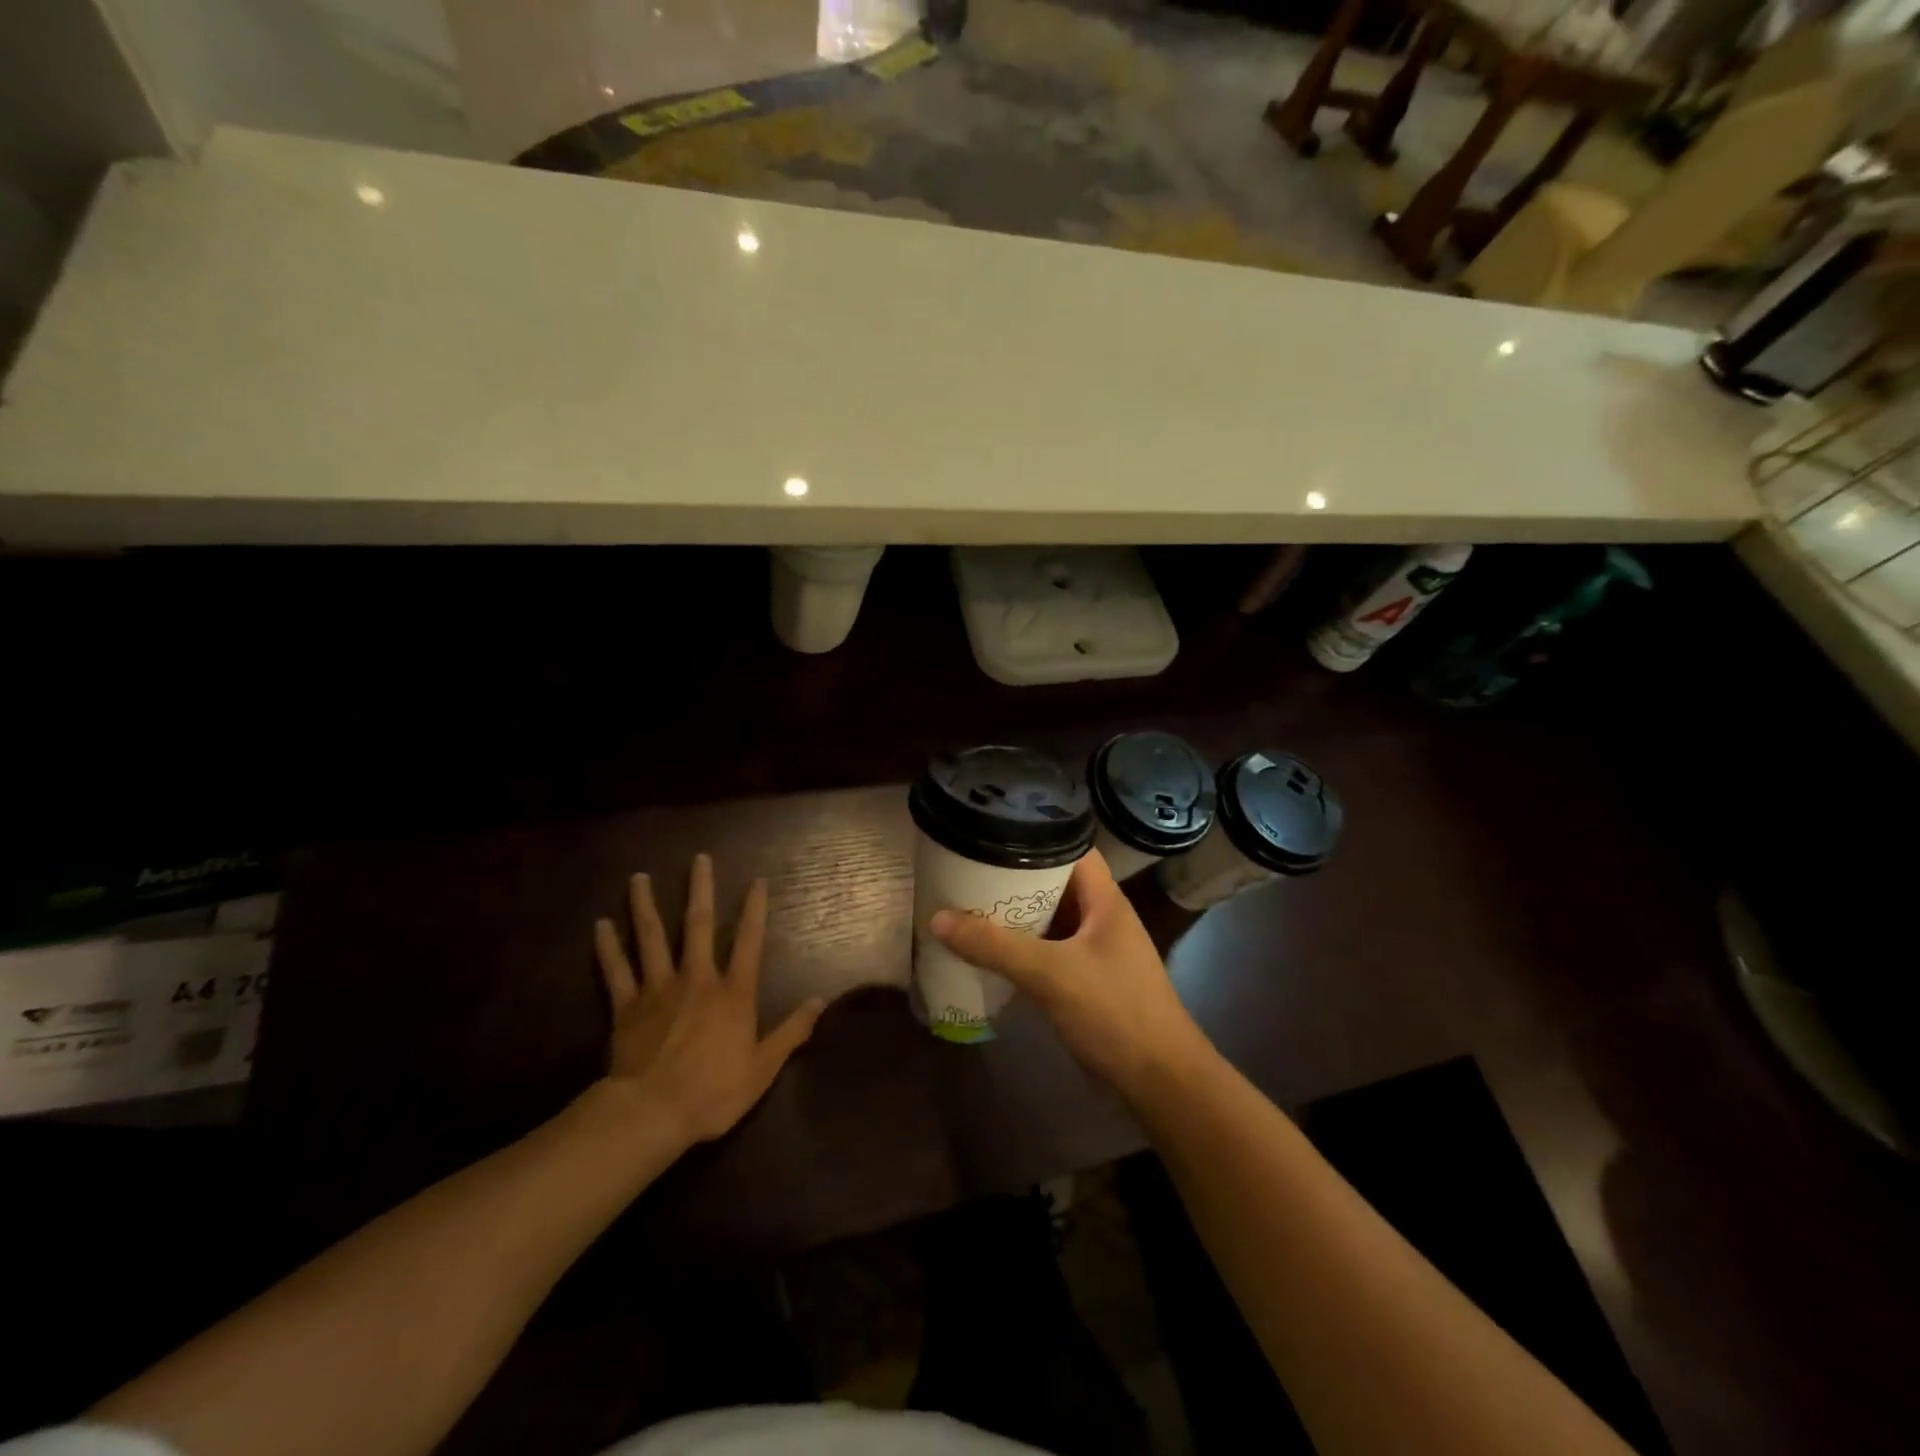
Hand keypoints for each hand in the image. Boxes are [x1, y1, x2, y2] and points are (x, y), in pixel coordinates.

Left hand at [594, 854, 824, 1146]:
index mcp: (732, 993)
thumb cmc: (713, 1091)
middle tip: (699, 859)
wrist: (652, 1113)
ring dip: (646, 906)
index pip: (749, 942)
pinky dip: (607, 948)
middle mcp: (697, 979)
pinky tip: (600, 925)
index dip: (755, 910)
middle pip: (698, 926)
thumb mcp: (763, 1068)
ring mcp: (658, 989)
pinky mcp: (627, 1007)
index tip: (757, 881)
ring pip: (652, 938)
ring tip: (639, 878)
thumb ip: (792, 1031)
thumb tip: (820, 1001)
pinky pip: (616, 971)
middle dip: (700, 890)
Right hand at [929, 850, 1212, 1100]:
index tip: (993, 833)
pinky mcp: (1086, 983)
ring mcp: (1095, 953)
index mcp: (1105, 901)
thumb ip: (995, 946)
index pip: (1072, 848)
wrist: (1159, 1082)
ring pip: (1049, 923)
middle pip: (1055, 885)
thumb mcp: (1051, 973)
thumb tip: (937, 919)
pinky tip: (987, 954)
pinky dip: (1021, 952)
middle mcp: (1101, 919)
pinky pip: (1048, 955)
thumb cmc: (1114, 1012)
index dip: (1036, 835)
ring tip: (967, 905)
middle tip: (967, 871)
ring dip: (1015, 918)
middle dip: (1014, 879)